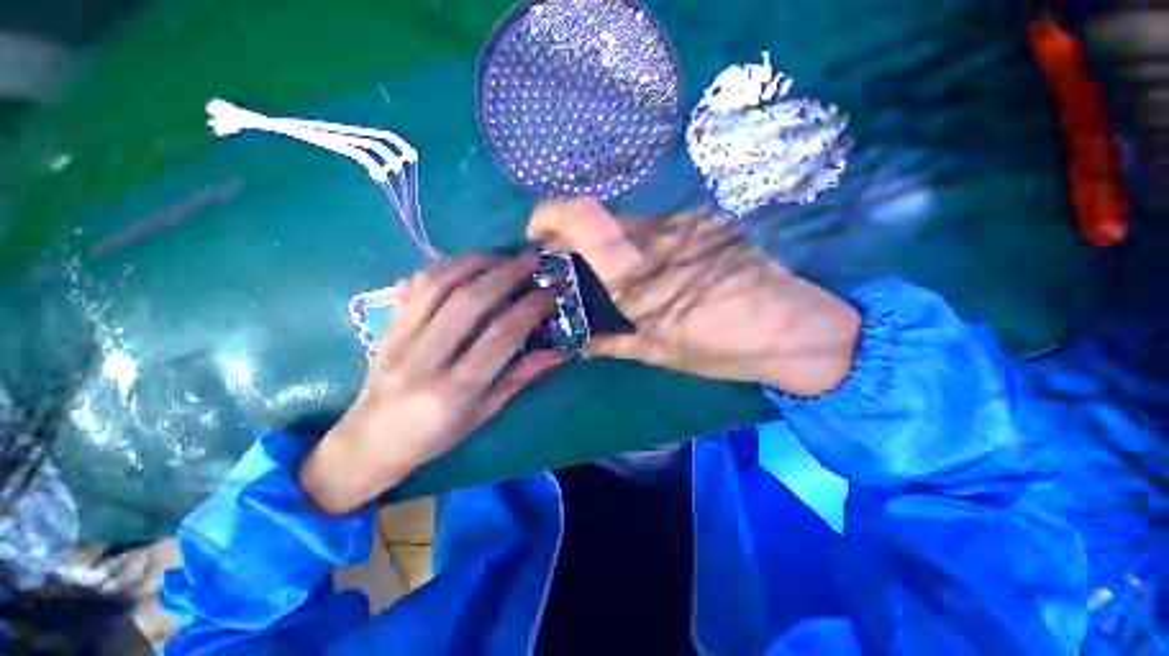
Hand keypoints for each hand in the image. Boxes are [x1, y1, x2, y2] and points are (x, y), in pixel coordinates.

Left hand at [300, 254, 565, 514]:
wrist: (368, 442)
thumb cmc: (435, 436)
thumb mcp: (485, 412)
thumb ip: (522, 376)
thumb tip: (561, 351)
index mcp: (454, 390)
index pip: (499, 337)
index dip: (529, 309)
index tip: (549, 293)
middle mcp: (424, 359)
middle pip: (468, 302)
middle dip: (505, 275)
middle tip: (531, 261)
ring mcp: (398, 338)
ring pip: (437, 284)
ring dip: (474, 262)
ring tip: (501, 256)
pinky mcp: (385, 326)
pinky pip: (415, 284)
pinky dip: (444, 266)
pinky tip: (466, 264)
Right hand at [527, 198, 859, 394]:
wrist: (793, 327)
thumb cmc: (721, 346)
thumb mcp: (657, 351)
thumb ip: (611, 343)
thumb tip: (579, 343)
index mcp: (639, 273)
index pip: (585, 219)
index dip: (551, 214)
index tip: (535, 231)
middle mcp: (657, 236)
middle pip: (599, 219)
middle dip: (575, 238)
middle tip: (571, 266)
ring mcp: (685, 224)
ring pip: (627, 224)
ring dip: (609, 244)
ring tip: (613, 274)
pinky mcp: (705, 223)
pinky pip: (656, 228)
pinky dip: (640, 244)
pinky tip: (652, 268)